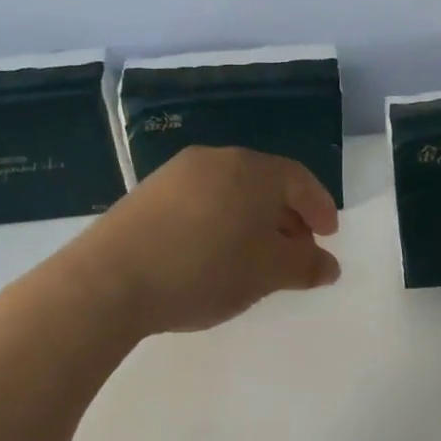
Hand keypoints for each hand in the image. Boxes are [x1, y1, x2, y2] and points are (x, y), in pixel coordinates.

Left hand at [66, 146, 340, 335]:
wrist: (110, 281)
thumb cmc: (204, 270)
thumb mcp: (266, 273)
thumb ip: (305, 266)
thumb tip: (329, 265)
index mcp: (251, 170)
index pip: (299, 180)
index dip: (320, 208)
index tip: (329, 236)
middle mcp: (215, 160)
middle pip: (265, 184)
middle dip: (288, 217)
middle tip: (296, 250)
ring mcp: (176, 174)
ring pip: (231, 193)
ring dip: (253, 221)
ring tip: (256, 257)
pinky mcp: (148, 195)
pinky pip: (201, 202)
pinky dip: (221, 223)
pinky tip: (215, 255)